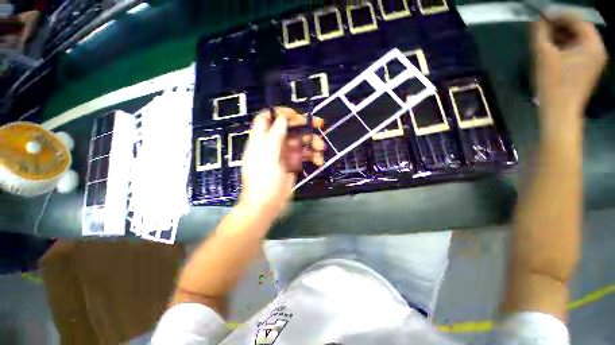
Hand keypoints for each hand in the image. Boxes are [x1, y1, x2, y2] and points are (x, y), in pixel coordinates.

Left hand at [239, 107, 324, 217]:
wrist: (267, 204)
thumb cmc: (263, 180)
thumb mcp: (268, 157)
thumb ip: (275, 136)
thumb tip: (281, 118)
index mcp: (263, 139)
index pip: (269, 118)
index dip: (282, 113)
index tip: (296, 115)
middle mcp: (274, 143)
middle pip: (290, 128)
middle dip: (305, 125)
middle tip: (320, 124)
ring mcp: (285, 153)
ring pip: (301, 141)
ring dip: (313, 143)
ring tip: (321, 149)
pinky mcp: (293, 163)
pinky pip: (305, 154)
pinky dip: (313, 156)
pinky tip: (319, 161)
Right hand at [533, 15, 607, 115]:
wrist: (559, 111)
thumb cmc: (553, 83)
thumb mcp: (544, 55)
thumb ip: (541, 34)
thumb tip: (538, 20)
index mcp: (592, 45)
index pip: (578, 20)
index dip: (559, 15)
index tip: (542, 16)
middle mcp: (597, 50)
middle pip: (579, 30)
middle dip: (560, 26)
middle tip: (542, 27)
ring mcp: (593, 61)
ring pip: (576, 40)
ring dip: (561, 37)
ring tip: (544, 39)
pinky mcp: (586, 69)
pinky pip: (576, 51)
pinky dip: (564, 47)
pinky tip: (552, 50)